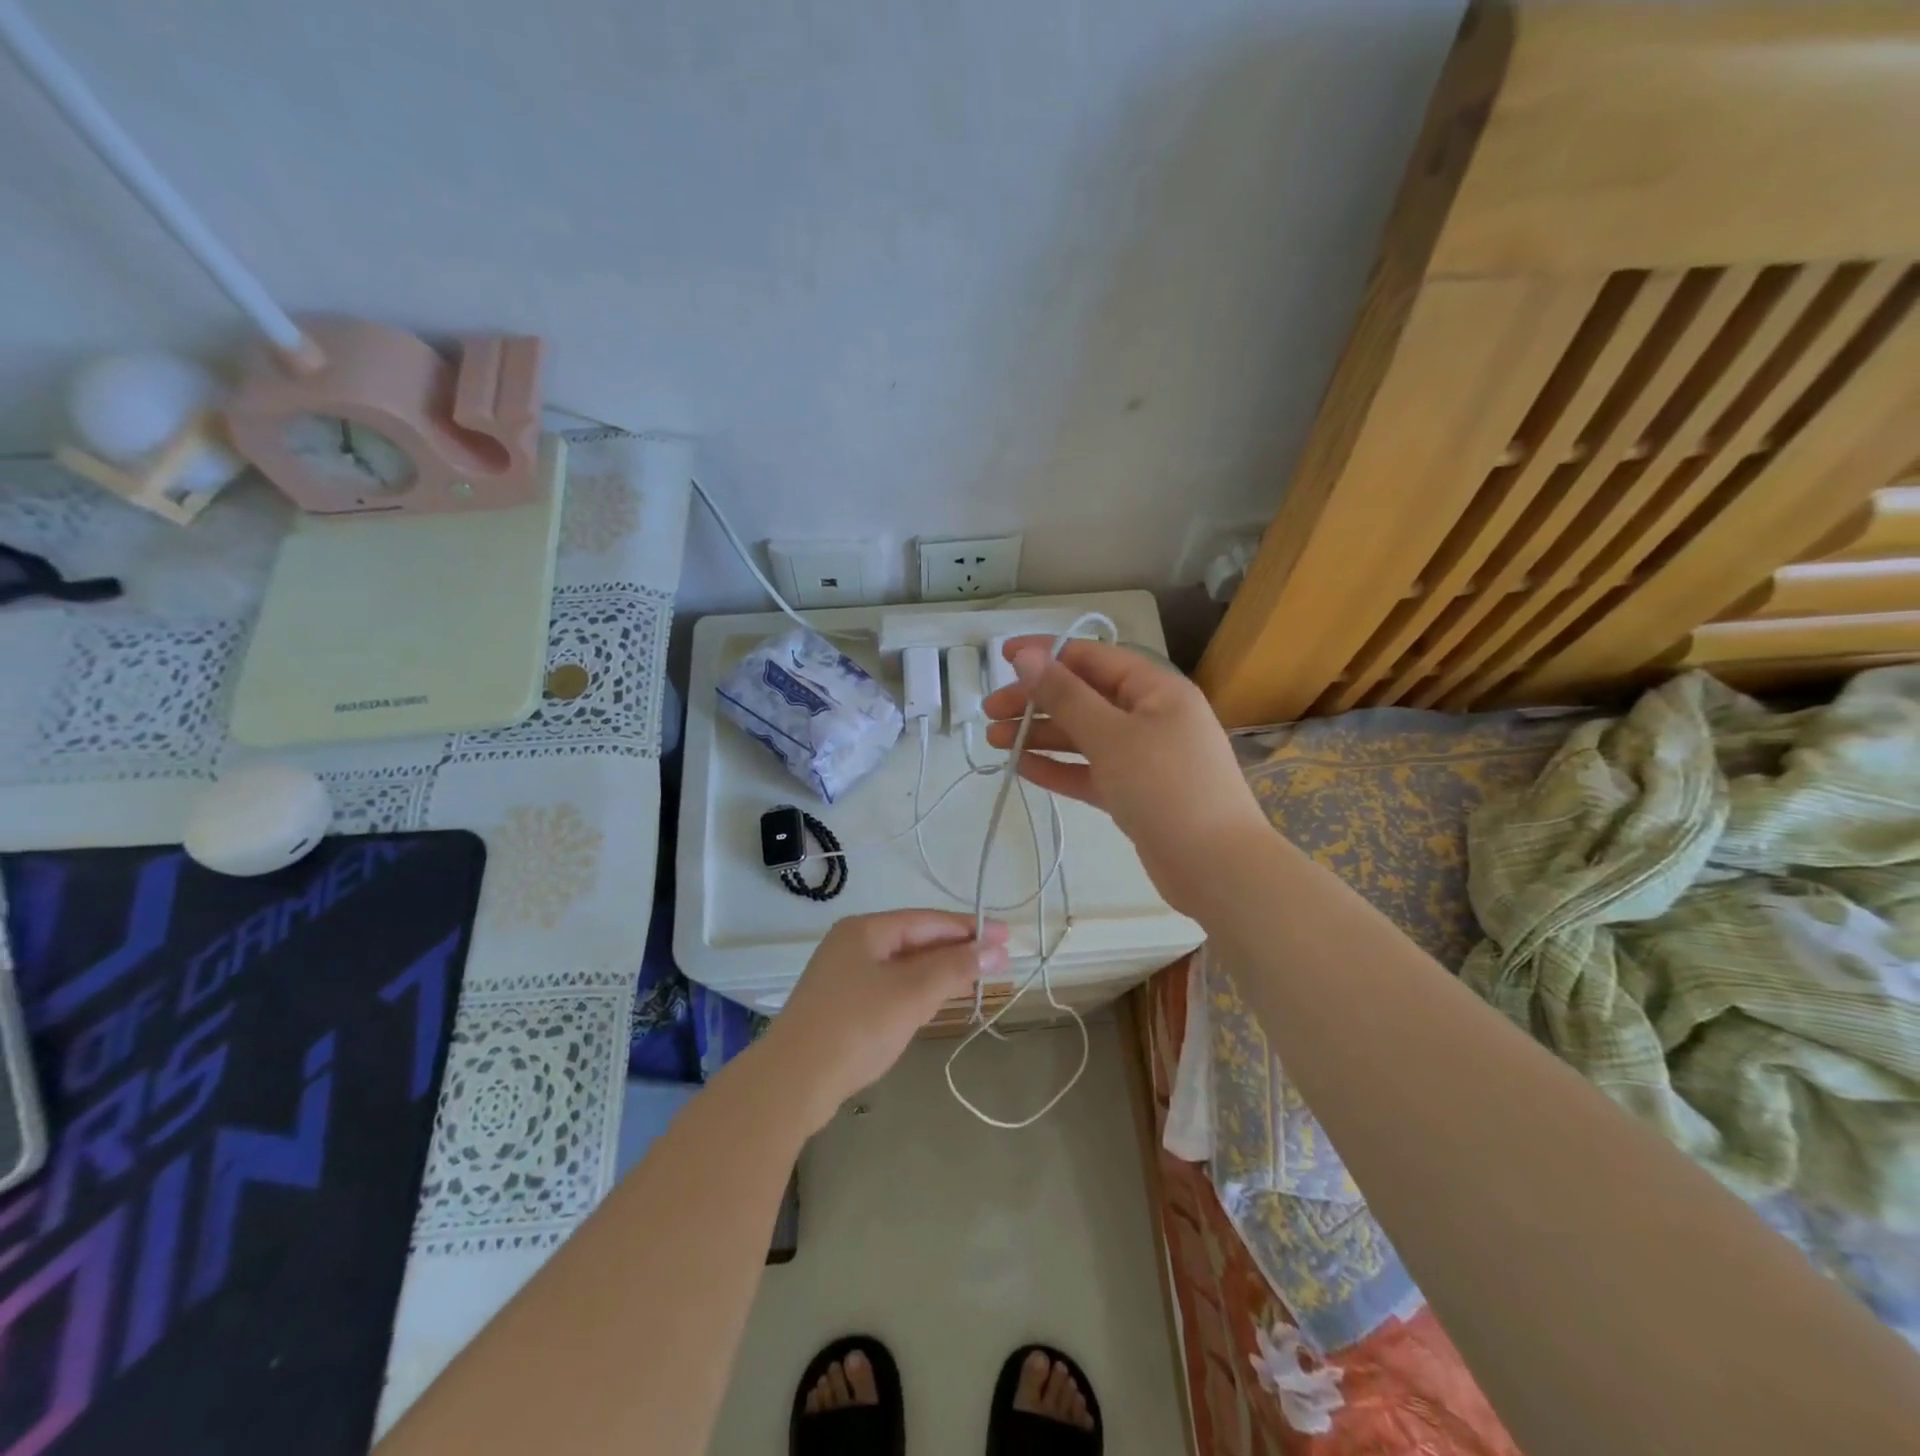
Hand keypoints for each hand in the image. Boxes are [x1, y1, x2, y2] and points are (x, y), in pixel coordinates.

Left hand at [761, 910, 1009, 1131]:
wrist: (792, 1082)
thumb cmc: (856, 1026)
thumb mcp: (912, 993)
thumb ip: (955, 968)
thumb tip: (996, 950)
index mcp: (865, 929)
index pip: (927, 920)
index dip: (969, 928)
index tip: (1006, 936)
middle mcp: (852, 945)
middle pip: (915, 941)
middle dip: (956, 950)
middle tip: (998, 959)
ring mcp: (844, 977)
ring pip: (903, 966)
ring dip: (939, 972)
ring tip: (977, 978)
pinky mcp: (842, 1007)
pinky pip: (891, 988)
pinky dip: (918, 991)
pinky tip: (937, 1001)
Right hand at [983, 638, 1271, 917]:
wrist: (1215, 868)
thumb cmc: (1165, 786)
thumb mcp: (1110, 735)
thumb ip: (1065, 695)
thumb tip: (1027, 655)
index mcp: (1155, 689)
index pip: (1093, 658)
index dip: (1046, 654)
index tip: (1003, 657)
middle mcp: (1151, 716)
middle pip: (1083, 698)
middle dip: (1036, 702)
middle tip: (989, 713)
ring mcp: (1144, 757)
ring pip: (1084, 736)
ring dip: (1040, 735)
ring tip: (993, 742)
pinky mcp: (1135, 793)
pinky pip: (1090, 771)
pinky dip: (1059, 767)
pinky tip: (1022, 768)